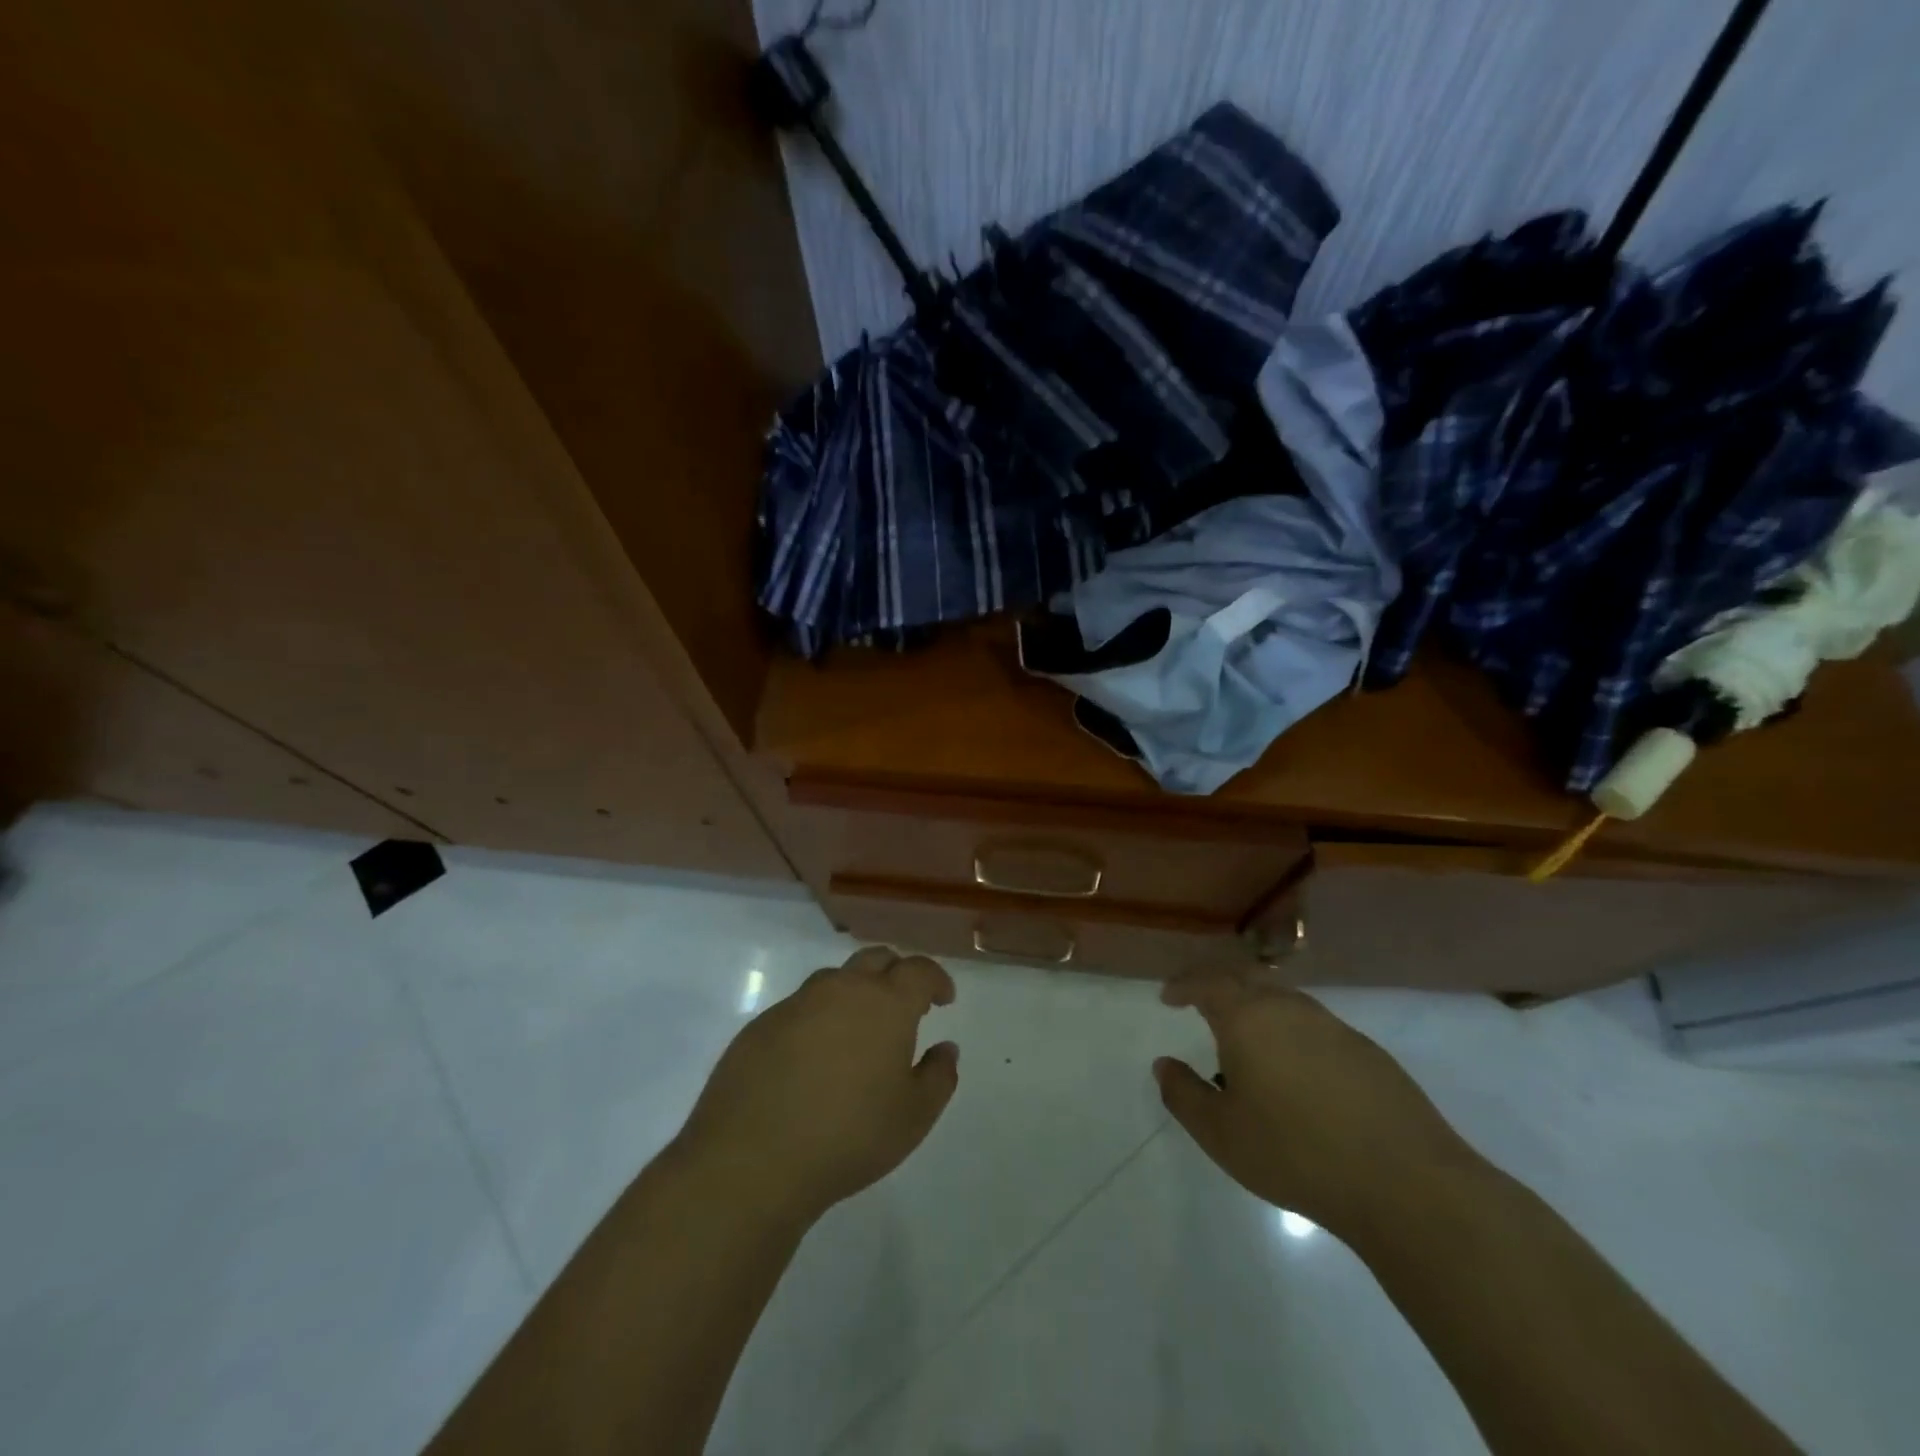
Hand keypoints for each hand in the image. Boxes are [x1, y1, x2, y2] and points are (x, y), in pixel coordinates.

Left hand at [673, 947, 959, 1222]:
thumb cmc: (849, 1136)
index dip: (936, 980)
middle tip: (904, 1005)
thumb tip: (946, 1048)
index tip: (943, 999)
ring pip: (835, 980)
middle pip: (876, 959)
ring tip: (858, 1030)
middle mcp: (842, 989)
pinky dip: (818, 1019)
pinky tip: (813, 1058)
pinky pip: (800, 1008)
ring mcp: (797, 1003)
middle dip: (896, 973)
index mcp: (886, 1003)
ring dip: (854, 992)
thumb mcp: (914, 1117)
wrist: (752, 1159)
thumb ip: (939, 1076)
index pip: (919, 970)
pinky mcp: (761, 1024)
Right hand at [1155, 976, 1478, 1237]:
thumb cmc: (1296, 1154)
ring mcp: (1333, 1026)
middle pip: (1246, 978)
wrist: (1406, 1184)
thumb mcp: (1221, 1134)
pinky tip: (1296, 1073)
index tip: (1168, 997)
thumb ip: (1184, 1095)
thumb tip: (1164, 1065)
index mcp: (1248, 1018)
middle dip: (1219, 985)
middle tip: (1202, 1003)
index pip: (1206, 983)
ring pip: (1284, 999)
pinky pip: (1314, 1025)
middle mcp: (1289, 1008)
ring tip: (1247, 1043)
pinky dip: (1291, 1032)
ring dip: (1257, 1008)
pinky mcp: (1367, 1051)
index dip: (1183, 986)